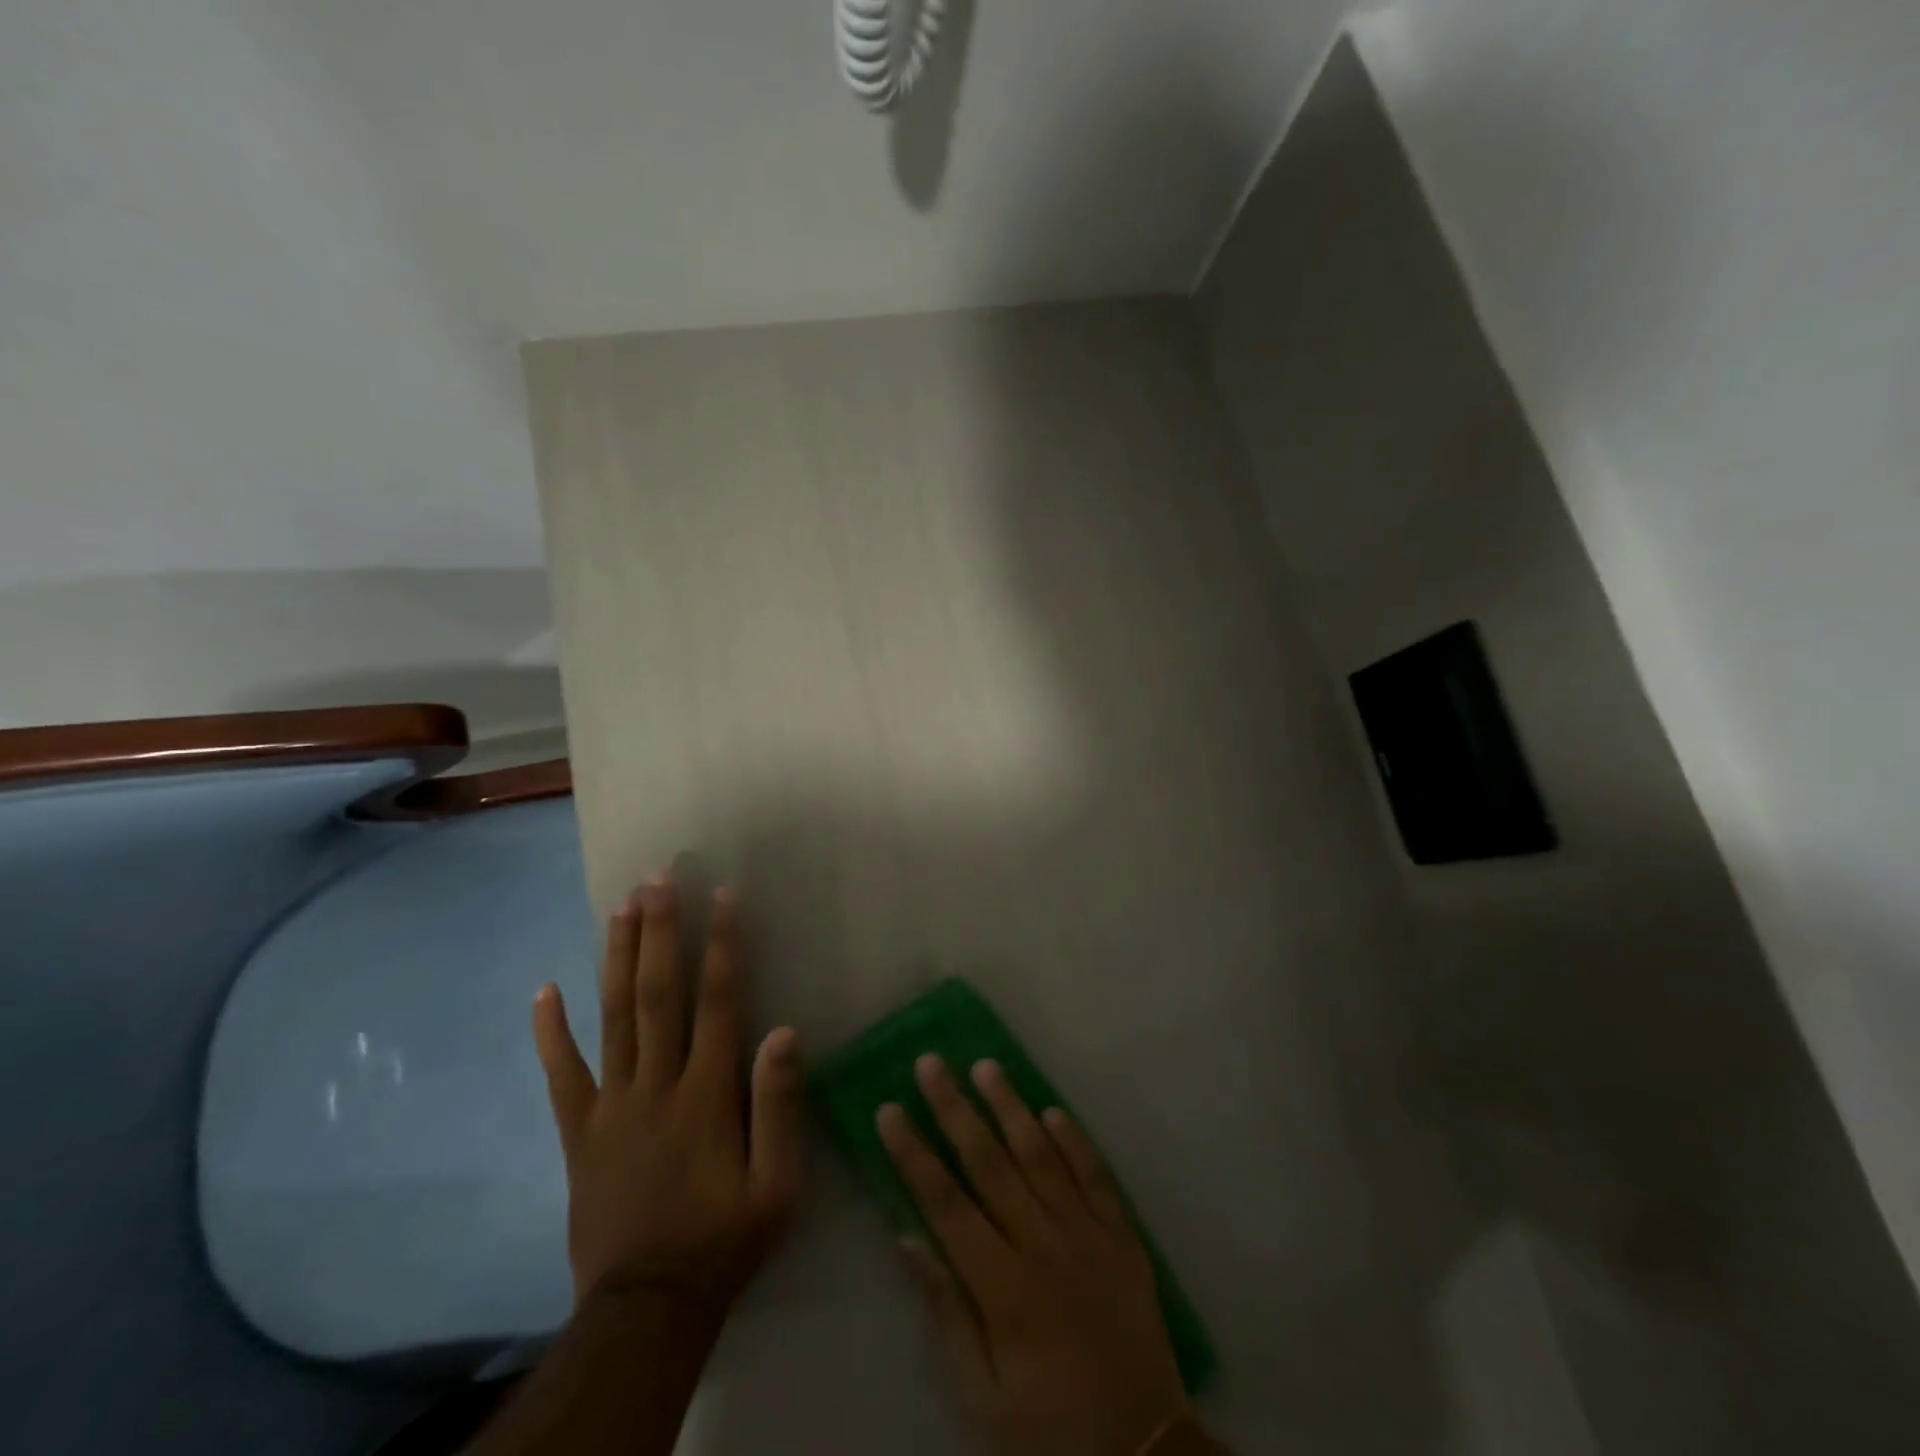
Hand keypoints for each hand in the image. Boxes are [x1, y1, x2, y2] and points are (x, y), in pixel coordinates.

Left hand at [532, 876, 805, 1318]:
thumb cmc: (725, 1237)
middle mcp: (656, 1084)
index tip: (722, 895)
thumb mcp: (778, 1183)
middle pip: (656, 994)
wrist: (648, 1307)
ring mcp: (611, 1105)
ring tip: (619, 906)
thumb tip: (784, 1030)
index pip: (718, 1002)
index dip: (722, 945)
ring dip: (616, 957)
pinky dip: (550, 1031)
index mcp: (707, 1093)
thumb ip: (779, 1105)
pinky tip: (544, 991)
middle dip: (659, 932)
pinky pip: (562, 1075)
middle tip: (658, 878)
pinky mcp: (580, 1132)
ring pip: (612, 1017)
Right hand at [879, 1056, 1194, 1455]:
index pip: (946, 1204)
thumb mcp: (982, 1393)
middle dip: (955, 1110)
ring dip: (1011, 1107)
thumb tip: (909, 1238)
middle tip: (930, 1064)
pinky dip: (1075, 1141)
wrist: (1144, 1450)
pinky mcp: (1123, 1235)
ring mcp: (1088, 1235)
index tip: (889, 1110)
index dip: (914, 1155)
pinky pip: (1096, 1176)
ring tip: (986, 1066)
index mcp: (1004, 1288)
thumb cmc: (1048, 1424)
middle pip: (990, 1164)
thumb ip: (946, 1310)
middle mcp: (1044, 1246)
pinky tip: (1052, 1110)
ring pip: (1042, 1156)